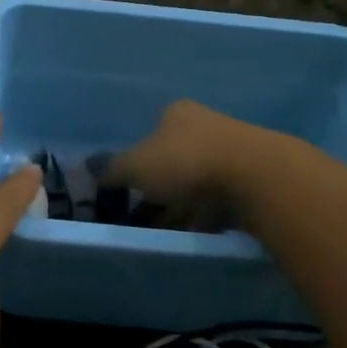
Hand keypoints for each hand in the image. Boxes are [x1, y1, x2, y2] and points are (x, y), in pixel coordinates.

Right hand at [107, 100, 281, 226]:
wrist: (256, 177)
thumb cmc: (186, 161)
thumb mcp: (136, 166)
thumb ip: (112, 170)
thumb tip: (90, 170)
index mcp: (176, 113)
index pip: (150, 134)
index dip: (136, 162)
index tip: (130, 189)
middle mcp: (205, 125)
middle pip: (174, 159)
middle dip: (159, 189)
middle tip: (144, 216)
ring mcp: (232, 151)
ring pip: (197, 182)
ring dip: (182, 206)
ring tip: (167, 233)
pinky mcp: (252, 179)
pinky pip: (221, 200)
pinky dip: (206, 216)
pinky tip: (197, 234)